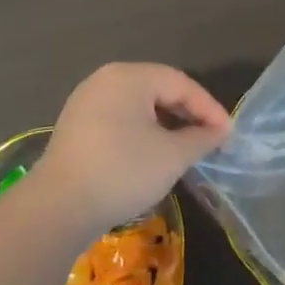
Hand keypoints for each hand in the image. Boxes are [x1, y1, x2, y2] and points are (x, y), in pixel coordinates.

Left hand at [31, 64, 231, 233]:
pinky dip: (141, 131)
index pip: (180, 83)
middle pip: (158, 89)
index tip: (228, 133)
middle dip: (187, 114)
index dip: (208, 108)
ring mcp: (86, 101)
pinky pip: (118, 118)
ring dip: (165, 124)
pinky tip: (151, 154)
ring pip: (138, 105)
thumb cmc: (121, 171)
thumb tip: (219, 132)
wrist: (56, 209)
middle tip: (210, 138)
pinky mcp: (75, 126)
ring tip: (185, 147)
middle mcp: (106, 79)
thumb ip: (200, 139)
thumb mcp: (171, 156)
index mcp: (130, 75)